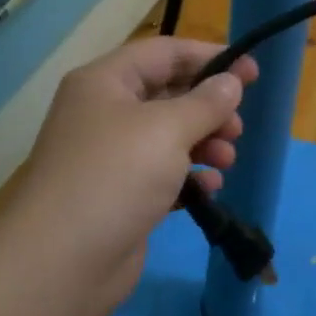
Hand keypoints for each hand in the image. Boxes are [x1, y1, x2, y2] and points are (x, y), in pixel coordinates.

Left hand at [5, 39, 258, 315]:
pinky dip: (190, 175)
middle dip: (209, 107)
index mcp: (106, 82)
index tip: (252, 71)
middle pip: (169, 93)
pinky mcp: (122, 194)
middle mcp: (106, 112)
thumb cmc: (115, 177)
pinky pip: (164, 172)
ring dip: (205, 142)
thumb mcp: (167, 129)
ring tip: (227, 160)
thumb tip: (231, 81)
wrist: (63, 263)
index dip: (210, 57)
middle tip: (237, 127)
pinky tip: (210, 188)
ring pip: (170, 135)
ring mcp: (112, 156)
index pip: (165, 52)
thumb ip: (206, 102)